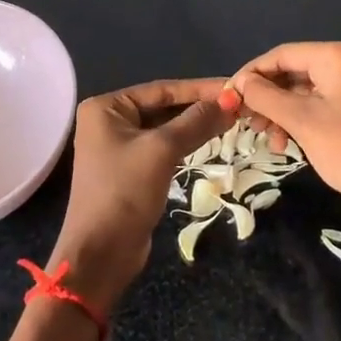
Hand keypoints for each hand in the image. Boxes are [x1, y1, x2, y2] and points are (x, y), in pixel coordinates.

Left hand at [49, 78, 235, 313]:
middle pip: (163, 107)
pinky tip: (211, 141)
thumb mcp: (161, 151)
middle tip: (239, 105)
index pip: (161, 90)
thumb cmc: (124, 192)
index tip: (234, 87)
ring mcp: (118, 147)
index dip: (199, 88)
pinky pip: (163, 149)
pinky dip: (186, 144)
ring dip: (196, 126)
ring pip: (165, 129)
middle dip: (199, 107)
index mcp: (106, 107)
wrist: (101, 254)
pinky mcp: (130, 171)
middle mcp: (109, 121)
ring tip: (232, 120)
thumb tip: (229, 101)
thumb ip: (195, 122)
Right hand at [233, 42, 340, 239]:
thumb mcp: (301, 121)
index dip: (251, 73)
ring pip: (298, 92)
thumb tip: (238, 83)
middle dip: (264, 96)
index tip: (228, 96)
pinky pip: (313, 106)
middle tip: (243, 120)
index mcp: (337, 56)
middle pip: (290, 72)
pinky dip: (294, 121)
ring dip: (277, 112)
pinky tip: (282, 144)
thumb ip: (265, 96)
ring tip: (262, 136)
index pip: (282, 54)